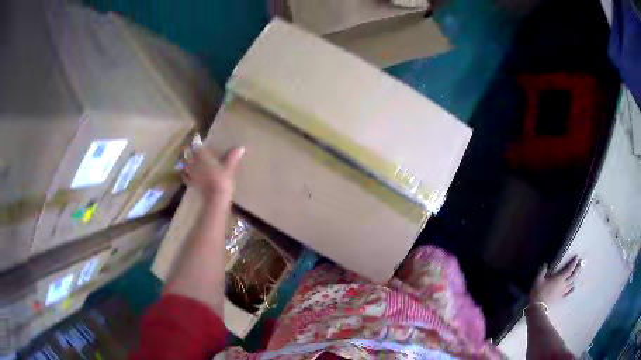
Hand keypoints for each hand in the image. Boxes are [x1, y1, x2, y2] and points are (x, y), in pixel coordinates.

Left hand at [182, 145, 244, 198]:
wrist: (216, 197)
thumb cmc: (222, 179)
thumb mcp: (229, 167)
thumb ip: (232, 156)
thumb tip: (241, 147)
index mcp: (202, 156)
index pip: (196, 146)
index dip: (196, 142)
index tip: (196, 139)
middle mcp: (194, 163)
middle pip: (187, 155)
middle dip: (188, 152)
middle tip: (190, 149)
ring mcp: (191, 174)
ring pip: (184, 165)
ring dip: (185, 162)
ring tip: (186, 161)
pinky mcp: (191, 183)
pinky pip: (186, 177)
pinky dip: (185, 175)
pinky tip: (187, 175)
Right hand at [529, 255, 583, 304]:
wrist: (537, 306)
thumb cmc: (538, 291)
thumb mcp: (538, 279)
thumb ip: (543, 271)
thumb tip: (546, 265)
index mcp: (560, 278)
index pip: (569, 269)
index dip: (573, 262)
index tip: (577, 257)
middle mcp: (564, 284)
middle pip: (573, 275)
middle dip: (577, 269)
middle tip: (581, 263)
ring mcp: (563, 292)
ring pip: (572, 283)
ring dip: (575, 277)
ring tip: (578, 273)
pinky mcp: (560, 298)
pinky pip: (568, 293)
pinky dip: (572, 290)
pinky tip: (573, 288)